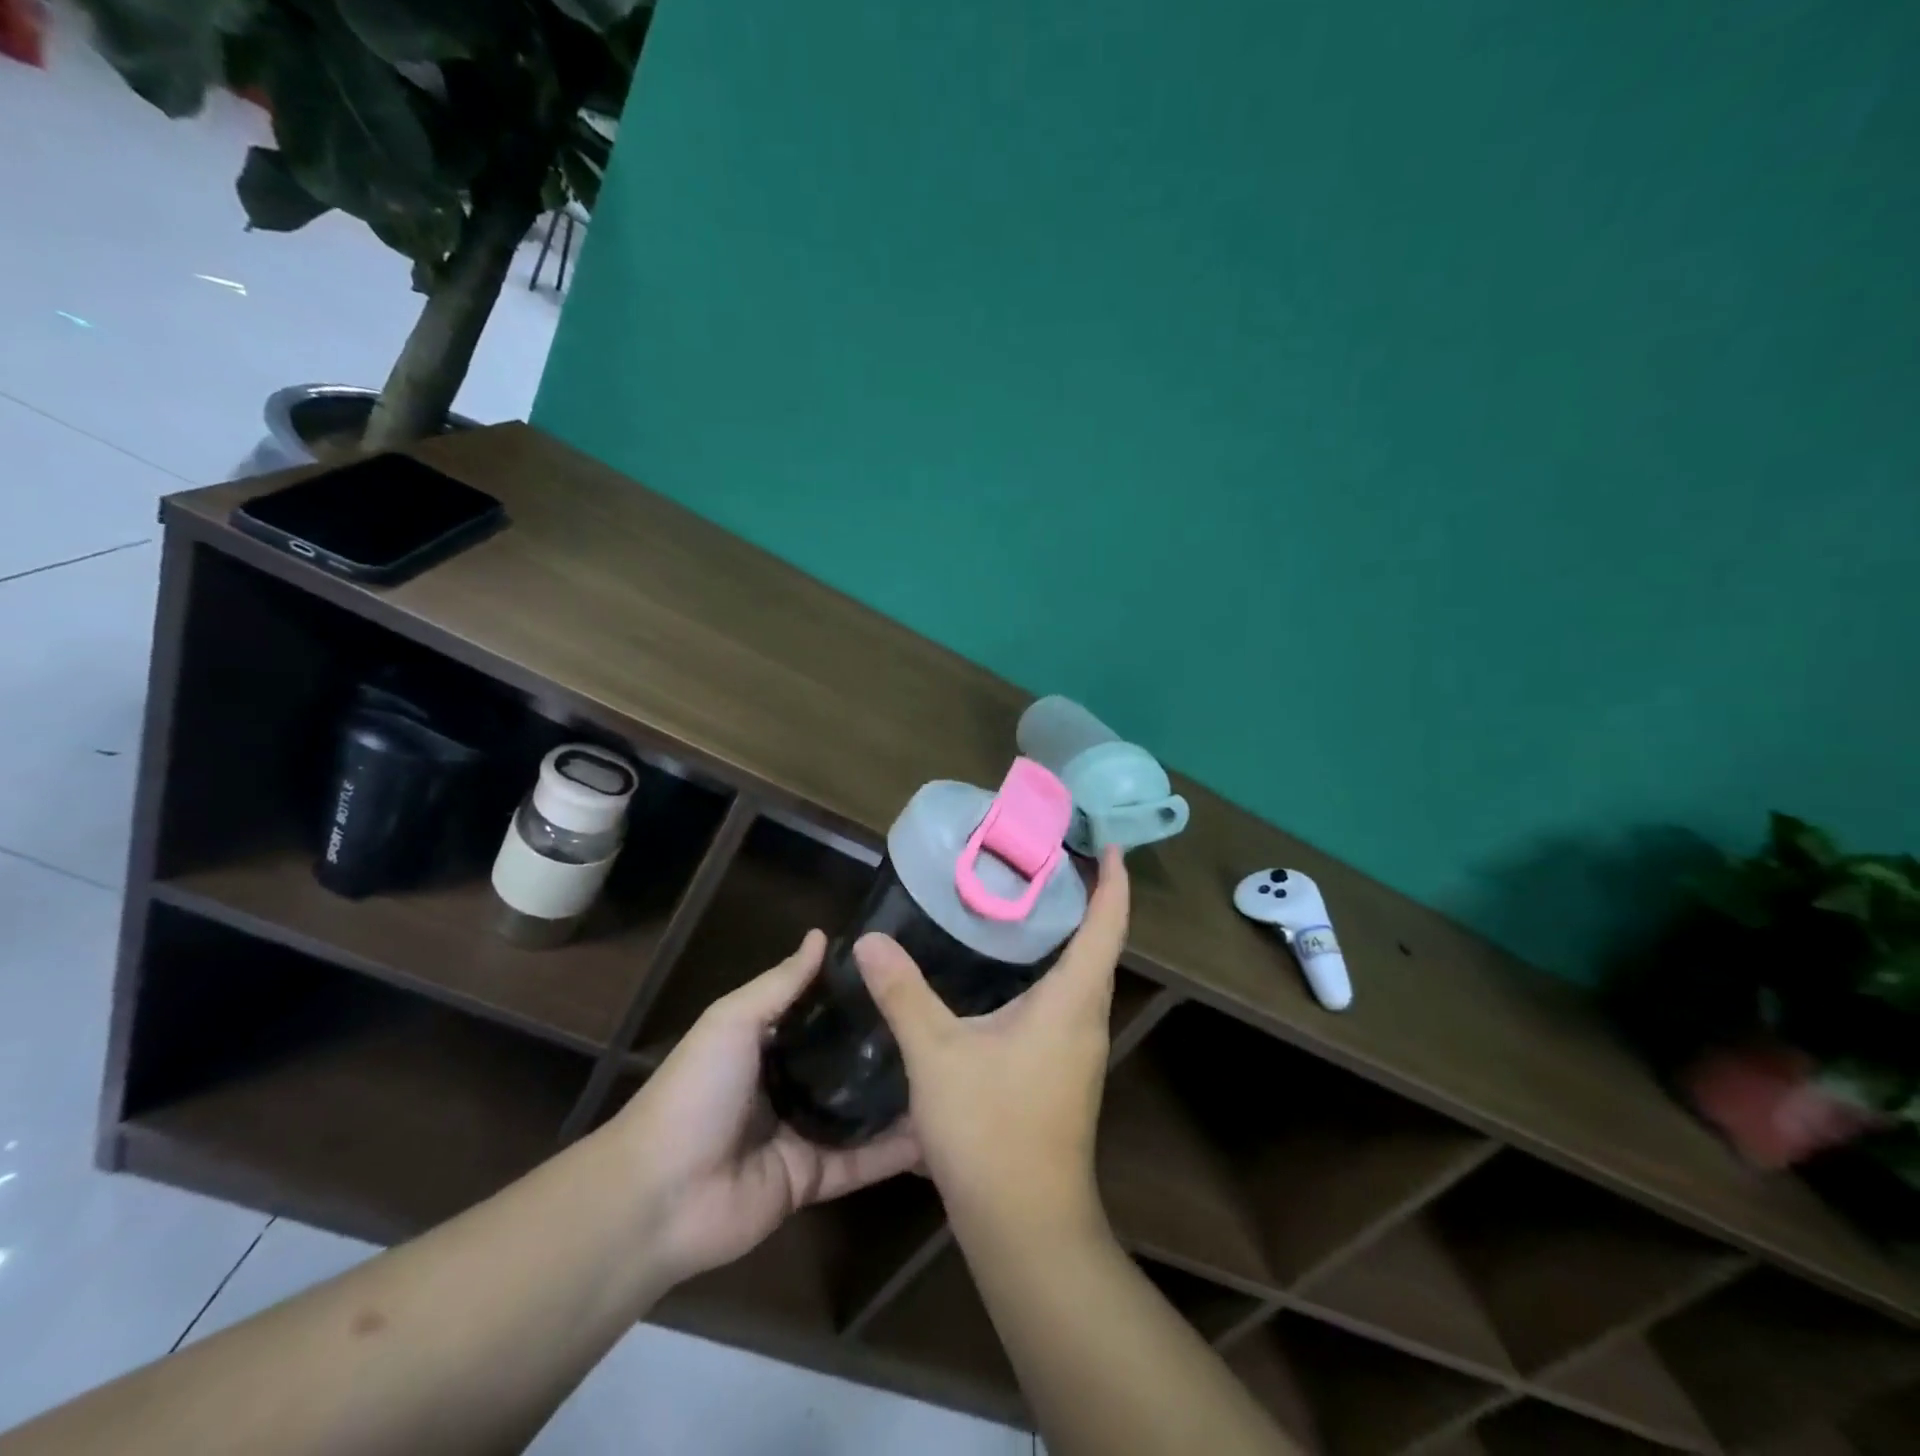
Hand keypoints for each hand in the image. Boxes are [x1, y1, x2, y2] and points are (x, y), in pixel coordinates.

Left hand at [611, 931, 922, 1285]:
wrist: (658, 1195)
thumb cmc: (695, 1092)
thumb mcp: (733, 1021)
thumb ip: (780, 984)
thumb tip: (821, 935)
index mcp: (766, 1045)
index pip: (821, 1015)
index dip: (857, 996)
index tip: (905, 974)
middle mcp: (787, 1086)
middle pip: (844, 1063)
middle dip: (885, 1047)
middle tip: (940, 1023)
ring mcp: (801, 1135)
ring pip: (860, 1112)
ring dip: (897, 1098)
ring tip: (949, 1073)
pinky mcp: (812, 1179)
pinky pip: (860, 1162)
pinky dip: (893, 1151)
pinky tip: (935, 1131)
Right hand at [856, 847, 1129, 1243]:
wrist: (1026, 1228)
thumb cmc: (991, 1130)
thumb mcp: (938, 1056)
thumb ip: (904, 994)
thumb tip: (870, 941)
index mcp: (1072, 1001)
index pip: (1106, 926)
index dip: (1112, 882)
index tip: (1108, 844)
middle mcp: (1086, 1019)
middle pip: (1099, 946)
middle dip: (1085, 900)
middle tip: (1048, 861)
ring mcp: (1079, 1051)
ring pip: (1083, 977)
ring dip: (1068, 938)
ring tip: (1028, 905)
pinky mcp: (1064, 1073)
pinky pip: (1066, 1003)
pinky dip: (1050, 972)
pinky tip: (1010, 973)